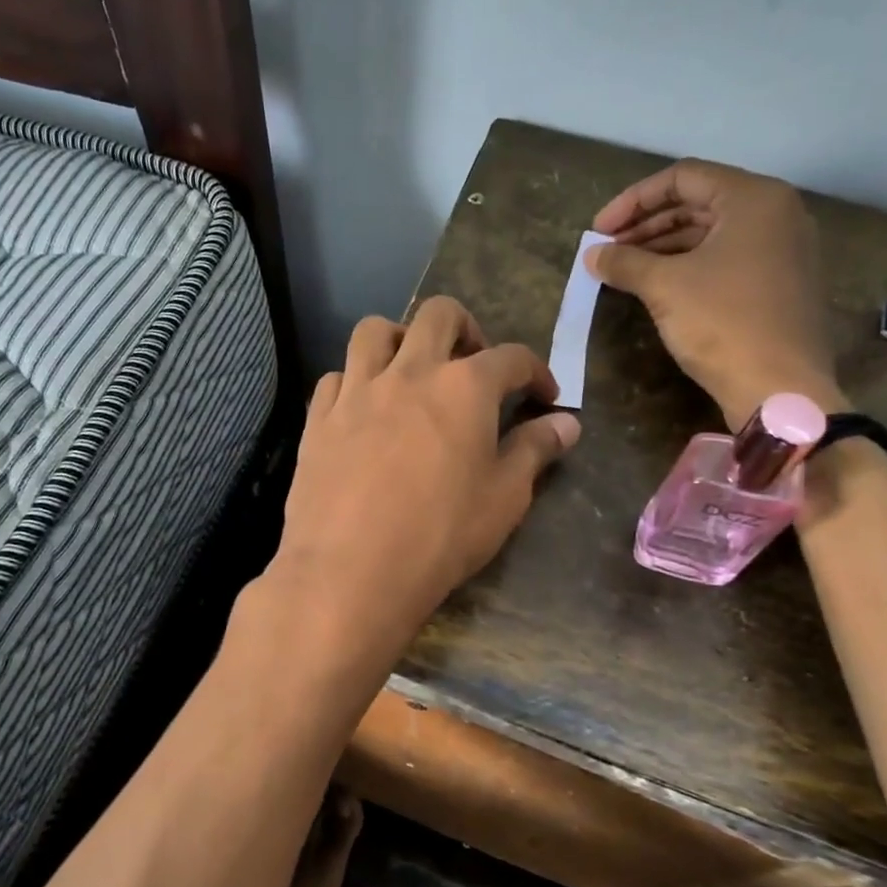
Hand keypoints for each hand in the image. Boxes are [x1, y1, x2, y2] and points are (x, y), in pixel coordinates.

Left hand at [272, 297, 580, 652]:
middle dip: (466, 328)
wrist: (349, 571)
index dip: (536, 371)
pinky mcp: (319, 417)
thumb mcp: (503, 498)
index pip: (512, 358)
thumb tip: (567, 423)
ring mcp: (357, 390)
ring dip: (400, 338)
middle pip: (439, 315)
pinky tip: (364, 409)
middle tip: (473, 363)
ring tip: (411, 371)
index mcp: (464, 387)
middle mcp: (409, 372)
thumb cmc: (440, 537)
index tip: (544, 396)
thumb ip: (535, 451)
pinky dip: (356, 381)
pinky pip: (337, 376)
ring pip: (375, 331)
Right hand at [588, 158, 845, 429]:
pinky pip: (726, 258)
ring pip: (711, 233)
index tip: (599, 230)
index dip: (633, 201)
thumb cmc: (723, 324)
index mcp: (754, 198)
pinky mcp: (779, 282)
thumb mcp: (664, 287)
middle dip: (646, 225)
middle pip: (698, 203)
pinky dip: (688, 265)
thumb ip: (624, 262)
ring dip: (663, 247)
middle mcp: (775, 213)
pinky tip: (657, 286)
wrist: (779, 388)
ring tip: (624, 270)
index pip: (682, 178)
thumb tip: (592, 255)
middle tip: (608, 251)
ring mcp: (782, 249)